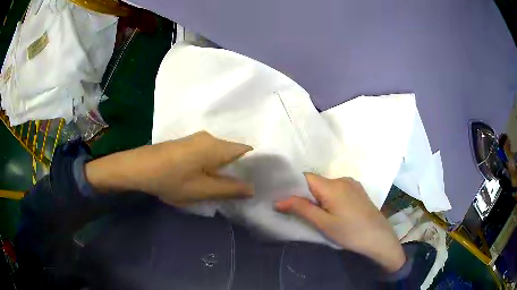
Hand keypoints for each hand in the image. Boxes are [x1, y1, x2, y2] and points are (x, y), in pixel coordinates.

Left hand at [85, 131, 253, 203]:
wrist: (138, 168)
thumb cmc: (171, 179)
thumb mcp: (202, 190)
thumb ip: (229, 189)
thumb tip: (252, 188)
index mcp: (217, 146)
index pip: (247, 151)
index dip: (256, 165)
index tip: (261, 181)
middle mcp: (210, 138)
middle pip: (235, 152)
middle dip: (241, 170)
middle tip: (246, 188)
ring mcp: (198, 139)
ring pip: (221, 153)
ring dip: (227, 169)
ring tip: (230, 186)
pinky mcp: (188, 144)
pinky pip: (210, 153)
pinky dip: (215, 166)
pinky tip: (211, 178)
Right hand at [275, 173, 405, 272]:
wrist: (379, 237)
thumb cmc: (350, 232)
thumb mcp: (323, 223)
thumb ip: (301, 208)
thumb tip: (278, 200)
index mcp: (332, 185)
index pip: (305, 177)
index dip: (293, 186)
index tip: (285, 199)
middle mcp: (342, 179)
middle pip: (316, 182)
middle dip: (306, 195)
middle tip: (301, 213)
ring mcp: (352, 184)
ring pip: (327, 186)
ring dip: (319, 197)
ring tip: (318, 215)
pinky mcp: (358, 190)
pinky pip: (338, 189)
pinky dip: (330, 197)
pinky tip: (334, 212)